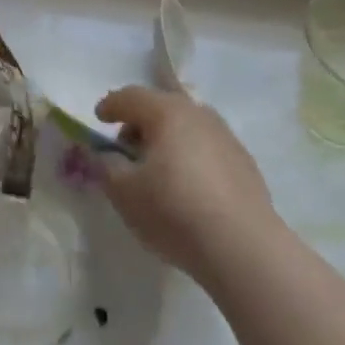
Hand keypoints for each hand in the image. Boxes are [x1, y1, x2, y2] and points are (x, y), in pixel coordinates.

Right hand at [96, 86, 276, 279]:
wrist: (243, 248)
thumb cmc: (175, 212)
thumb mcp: (124, 192)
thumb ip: (106, 167)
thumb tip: (105, 155)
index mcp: (167, 112)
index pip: (131, 97)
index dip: (111, 106)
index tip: (98, 119)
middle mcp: (199, 115)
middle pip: (162, 106)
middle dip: (140, 122)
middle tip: (126, 149)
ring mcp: (226, 137)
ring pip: (188, 126)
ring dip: (168, 138)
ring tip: (158, 169)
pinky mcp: (245, 163)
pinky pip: (207, 148)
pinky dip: (191, 156)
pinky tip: (189, 186)